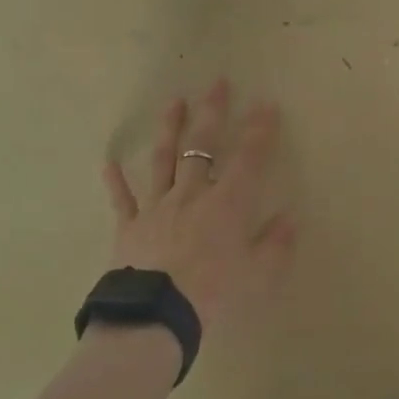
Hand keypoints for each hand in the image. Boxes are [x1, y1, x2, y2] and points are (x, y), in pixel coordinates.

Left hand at [101, 80, 295, 333]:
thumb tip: (289, 218)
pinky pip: (122, 199)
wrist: (156, 314)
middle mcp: (191, 194)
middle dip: (212, 112)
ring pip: (163, 159)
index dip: (259, 130)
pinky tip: (109, 163)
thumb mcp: (257, 276)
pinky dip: (116, 181)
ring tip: (174, 102)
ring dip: (169, 129)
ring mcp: (157, 206)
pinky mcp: (129, 225)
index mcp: (225, 204)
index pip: (248, 159)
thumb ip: (275, 245)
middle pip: (201, 145)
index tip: (266, 104)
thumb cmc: (213, 294)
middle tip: (217, 84)